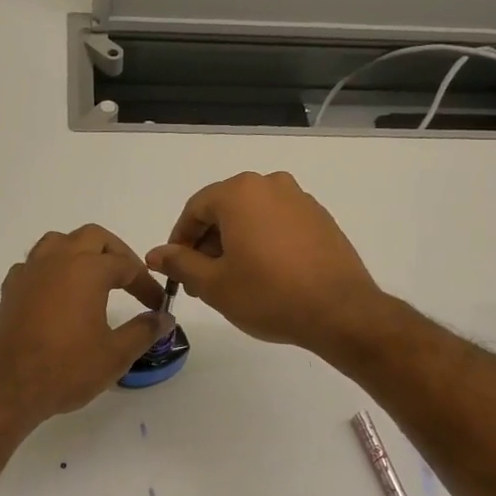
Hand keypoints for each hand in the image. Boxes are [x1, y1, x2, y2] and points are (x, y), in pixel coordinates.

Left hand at [0, 225, 172, 431]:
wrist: (8, 389)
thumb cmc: (66, 369)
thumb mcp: (115, 354)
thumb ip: (144, 330)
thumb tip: (164, 318)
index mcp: (86, 270)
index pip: (126, 266)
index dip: (146, 284)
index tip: (157, 305)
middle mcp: (56, 260)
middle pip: (93, 238)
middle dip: (117, 254)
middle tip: (130, 279)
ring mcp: (29, 273)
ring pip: (58, 243)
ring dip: (81, 252)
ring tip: (94, 278)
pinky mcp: (10, 290)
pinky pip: (35, 265)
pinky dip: (52, 270)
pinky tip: (58, 294)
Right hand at [146, 171, 383, 351]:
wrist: (339, 311)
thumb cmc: (268, 295)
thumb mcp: (214, 284)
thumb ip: (180, 263)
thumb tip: (156, 253)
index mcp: (240, 192)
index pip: (195, 209)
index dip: (179, 240)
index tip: (176, 269)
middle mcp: (271, 184)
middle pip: (225, 209)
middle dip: (207, 243)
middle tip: (201, 280)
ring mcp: (300, 200)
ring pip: (253, 217)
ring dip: (235, 243)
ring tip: (232, 281)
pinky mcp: (320, 219)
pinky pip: (278, 224)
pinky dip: (263, 243)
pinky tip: (264, 275)